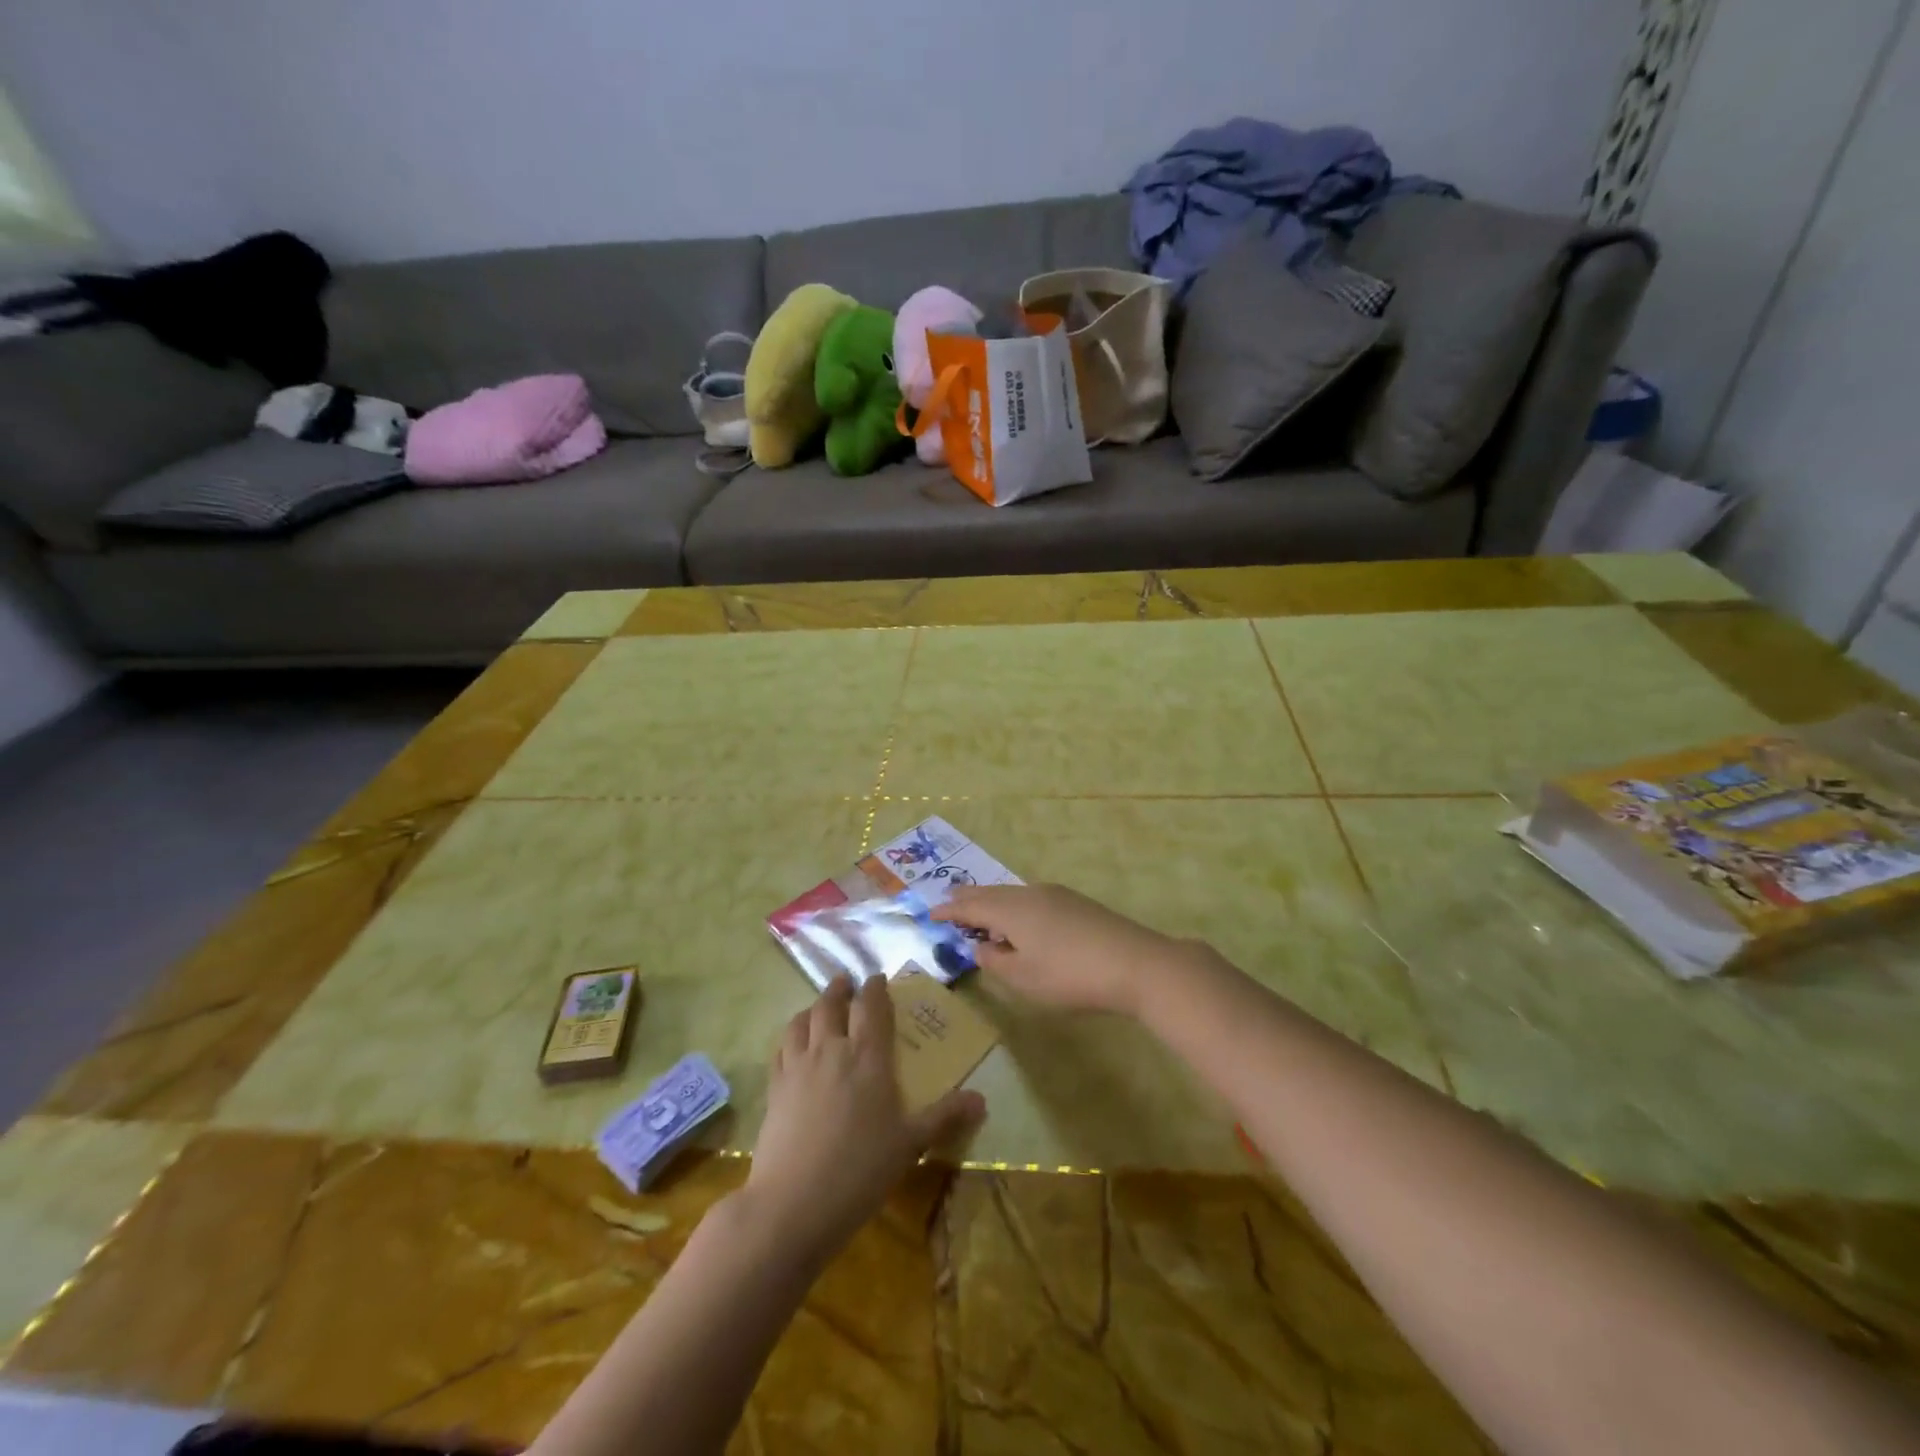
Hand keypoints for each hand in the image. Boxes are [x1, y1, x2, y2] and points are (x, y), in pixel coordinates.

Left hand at [745, 976, 984, 1264]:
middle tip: (846, 982)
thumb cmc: (860, 1170)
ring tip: (819, 1006)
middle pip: (831, 1004)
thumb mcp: (909, 1145)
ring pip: (802, 1020)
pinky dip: (790, 1036)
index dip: (875, 988)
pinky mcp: (775, 1087)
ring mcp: (798, 1066)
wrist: (792, 1203)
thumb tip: (982, 1099)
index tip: (878, 979)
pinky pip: (781, 1047)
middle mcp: (831, 1049)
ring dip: (813, 1007)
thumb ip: (944, 1117)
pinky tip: (793, 1044)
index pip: (871, 1006)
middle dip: (840, 989)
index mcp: (867, 1056)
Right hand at [932, 883, 1194, 1017]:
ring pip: (1013, 894)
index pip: (971, 905)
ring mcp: (1056, 895)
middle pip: (991, 893)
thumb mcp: (1024, 978)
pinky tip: (1020, 920)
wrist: (1136, 963)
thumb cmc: (1071, 976)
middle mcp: (1030, 893)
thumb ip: (996, 961)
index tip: (930, 914)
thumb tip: (980, 946)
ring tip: (981, 911)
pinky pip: (1031, 898)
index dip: (949, 911)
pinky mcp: (1076, 903)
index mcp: (1011, 910)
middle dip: (969, 899)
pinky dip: (1014, 906)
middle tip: (949, 903)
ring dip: (993, 902)